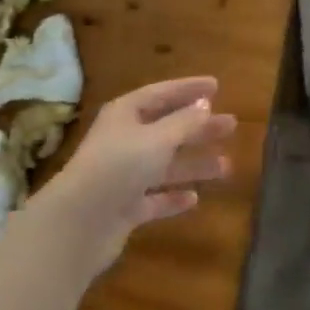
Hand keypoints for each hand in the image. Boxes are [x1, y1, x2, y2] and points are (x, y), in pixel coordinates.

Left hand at [31, 76, 235, 272]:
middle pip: (167, 129)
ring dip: (194, 165)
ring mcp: (123, 176)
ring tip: (226, 167)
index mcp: (126, 114)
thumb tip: (205, 104)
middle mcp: (124, 140)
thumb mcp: (158, 138)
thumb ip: (184, 122)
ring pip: (165, 165)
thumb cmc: (119, 166)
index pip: (162, 93)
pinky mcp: (124, 208)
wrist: (79, 224)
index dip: (189, 88)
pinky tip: (194, 200)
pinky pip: (154, 198)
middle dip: (199, 128)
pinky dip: (173, 197)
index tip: (217, 85)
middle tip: (231, 126)